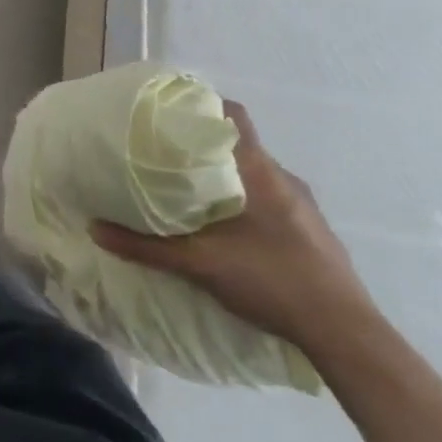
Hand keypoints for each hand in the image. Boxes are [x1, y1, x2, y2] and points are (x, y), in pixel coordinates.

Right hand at [89, 101, 377, 354]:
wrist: (346, 335)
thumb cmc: (272, 280)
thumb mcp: (199, 264)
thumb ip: (146, 246)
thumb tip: (94, 228)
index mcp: (259, 170)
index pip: (233, 115)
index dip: (202, 106)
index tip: (169, 112)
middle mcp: (284, 178)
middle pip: (239, 145)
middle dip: (203, 147)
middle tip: (165, 155)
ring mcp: (304, 206)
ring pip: (256, 175)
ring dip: (225, 177)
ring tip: (190, 193)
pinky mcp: (313, 232)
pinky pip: (271, 200)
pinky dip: (246, 202)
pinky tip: (228, 230)